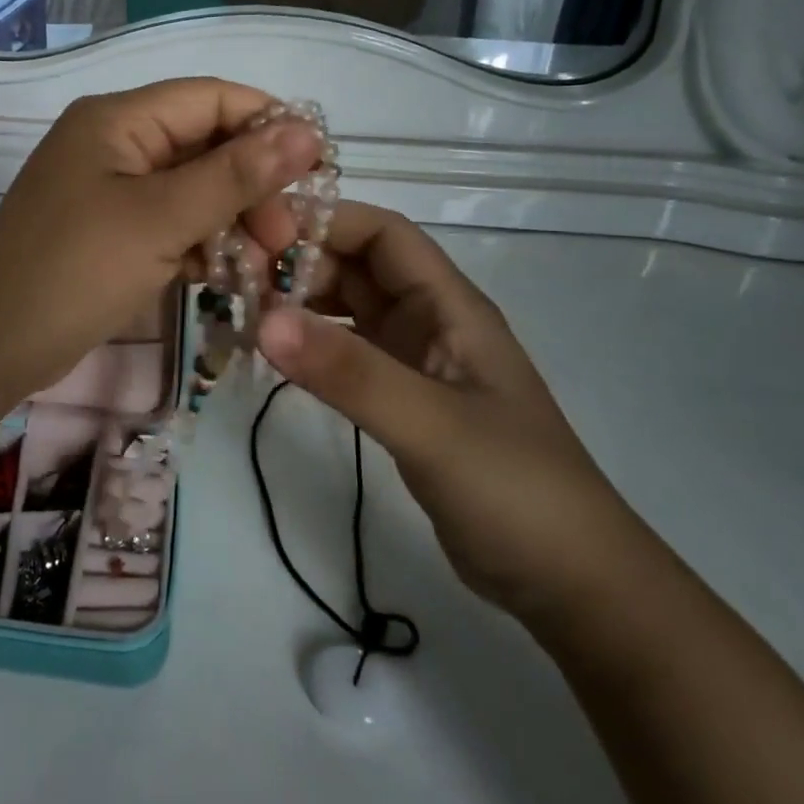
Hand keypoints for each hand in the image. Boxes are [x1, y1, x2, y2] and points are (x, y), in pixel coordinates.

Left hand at [0, 78, 321, 395]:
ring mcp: (109, 191)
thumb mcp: (158, 220)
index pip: (211, 99)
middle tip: (287, 239)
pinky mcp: (108, 233)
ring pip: (191, 190)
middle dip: (252, 187)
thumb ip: (234, 175)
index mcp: (118, 120)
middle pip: (204, 146)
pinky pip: (168, 225)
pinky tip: (225, 277)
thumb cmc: (73, 272)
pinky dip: (200, 246)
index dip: (268, 125)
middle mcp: (113, 144)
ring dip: (231, 222)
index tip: (318, 171)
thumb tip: (307, 130)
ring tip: (263, 267)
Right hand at [256, 202, 654, 625]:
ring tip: (239, 313)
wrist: (570, 582)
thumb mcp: (431, 425)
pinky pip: (344, 353)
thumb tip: (263, 319)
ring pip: (346, 309)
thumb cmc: (515, 490)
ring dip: (297, 304)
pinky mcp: (400, 399)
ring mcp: (414, 362)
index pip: (382, 234)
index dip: (324, 221)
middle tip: (232, 281)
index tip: (256, 232)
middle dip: (297, 263)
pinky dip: (307, 347)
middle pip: (356, 267)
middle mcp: (428, 322)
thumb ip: (349, 372)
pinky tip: (272, 357)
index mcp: (448, 306)